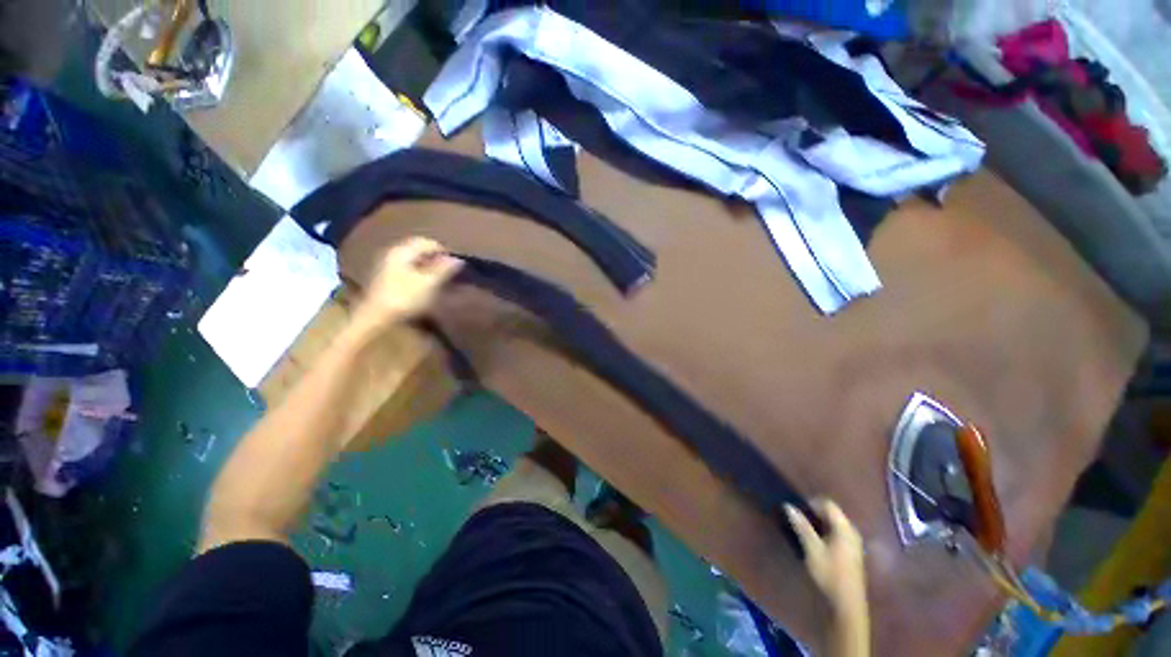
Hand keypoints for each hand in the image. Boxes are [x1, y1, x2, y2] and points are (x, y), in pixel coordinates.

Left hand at [354, 237, 462, 328]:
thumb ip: (444, 269)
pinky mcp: (385, 278)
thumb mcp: (430, 283)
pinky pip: (407, 268)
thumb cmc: (405, 298)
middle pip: (418, 249)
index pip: (427, 242)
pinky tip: (425, 284)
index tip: (456, 264)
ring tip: (440, 278)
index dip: (444, 251)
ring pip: (412, 259)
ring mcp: (386, 265)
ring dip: (428, 266)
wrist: (376, 318)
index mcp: (402, 251)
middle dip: (435, 258)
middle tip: (450, 271)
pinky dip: (419, 273)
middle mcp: (392, 253)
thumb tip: (458, 259)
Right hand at [786, 499, 867, 619]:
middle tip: (797, 519)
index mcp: (845, 528)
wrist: (847, 604)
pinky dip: (824, 532)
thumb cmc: (830, 573)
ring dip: (818, 523)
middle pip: (832, 513)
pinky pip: (837, 533)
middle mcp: (852, 532)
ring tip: (803, 529)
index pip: (828, 504)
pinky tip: (815, 542)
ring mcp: (853, 543)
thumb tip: (788, 505)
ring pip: (833, 524)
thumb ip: (802, 526)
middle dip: (814, 513)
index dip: (811, 502)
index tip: (796, 509)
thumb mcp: (812, 549)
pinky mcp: (851, 552)